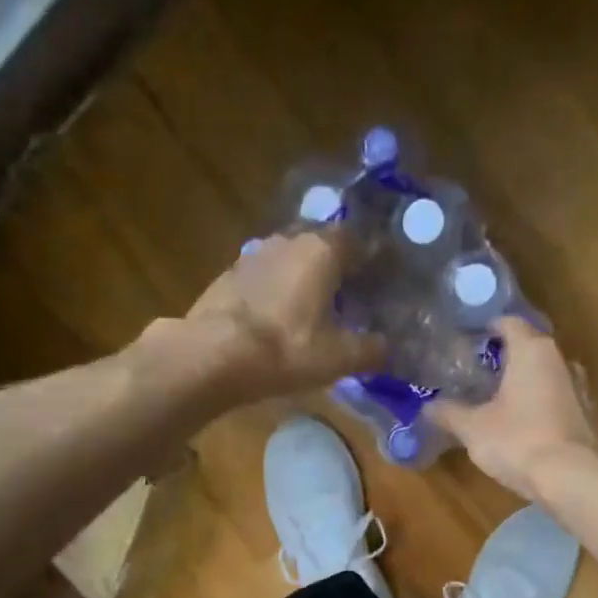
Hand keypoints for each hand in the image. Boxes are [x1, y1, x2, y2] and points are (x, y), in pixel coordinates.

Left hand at [183, 231, 382, 400]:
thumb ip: (369, 350)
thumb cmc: (285, 350)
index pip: (357, 240)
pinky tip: (276, 318)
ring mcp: (253, 254)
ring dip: (303, 278)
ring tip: (312, 310)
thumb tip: (385, 348)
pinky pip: (264, 277)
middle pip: (322, 245)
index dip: (371, 261)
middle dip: (336, 268)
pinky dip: (276, 291)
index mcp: (322, 249)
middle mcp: (288, 240)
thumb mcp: (338, 358)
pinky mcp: (228, 276)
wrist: (212, 355)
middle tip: (347, 299)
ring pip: (290, 259)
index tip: (378, 284)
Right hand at [432, 317, 597, 501]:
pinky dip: (537, 403)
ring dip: (523, 381)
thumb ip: (449, 413)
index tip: (468, 339)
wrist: (570, 478)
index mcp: (532, 350)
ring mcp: (578, 388)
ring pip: (544, 374)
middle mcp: (560, 360)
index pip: (509, 323)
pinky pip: (555, 398)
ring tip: (497, 397)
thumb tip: (428, 406)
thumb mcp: (473, 428)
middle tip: (478, 371)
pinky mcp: (585, 415)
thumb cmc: (518, 440)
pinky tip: (520, 422)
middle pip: (529, 347)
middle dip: (505, 357)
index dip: (487, 327)